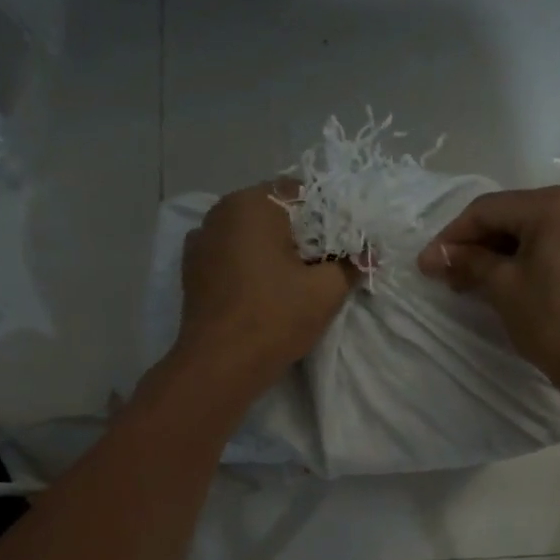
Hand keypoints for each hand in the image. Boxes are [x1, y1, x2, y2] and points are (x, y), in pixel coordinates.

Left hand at [172, 181, 353, 396]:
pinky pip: (230, 255)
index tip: (341, 245)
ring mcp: (200, 241)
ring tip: (294, 280)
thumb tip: (367, 255)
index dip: (326, 217)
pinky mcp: (192, 270)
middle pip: (272, 212)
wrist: (219, 365)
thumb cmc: (274, 317)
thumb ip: (350, 265)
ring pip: (249, 234)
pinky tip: (263, 289)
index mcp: (251, 204)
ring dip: (272, 249)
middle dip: (299, 233)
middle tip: (323, 263)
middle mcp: (219, 212)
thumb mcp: (326, 291)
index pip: (300, 193)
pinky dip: (248, 264)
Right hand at [418, 186, 559, 398]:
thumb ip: (468, 262)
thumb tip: (435, 256)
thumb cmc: (554, 320)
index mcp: (552, 205)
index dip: (451, 237)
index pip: (486, 210)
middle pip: (509, 218)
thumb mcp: (503, 287)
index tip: (426, 264)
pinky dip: (523, 263)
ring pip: (530, 235)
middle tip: (444, 275)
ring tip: (468, 284)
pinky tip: (503, 286)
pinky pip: (551, 250)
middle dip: (473, 246)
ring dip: (496, 256)